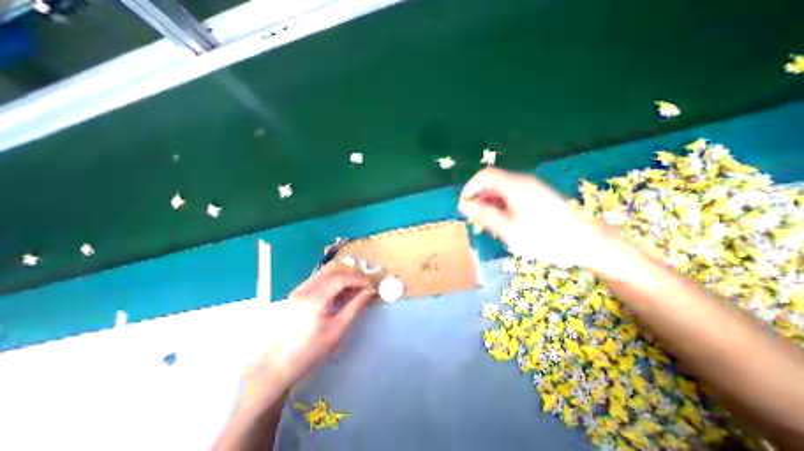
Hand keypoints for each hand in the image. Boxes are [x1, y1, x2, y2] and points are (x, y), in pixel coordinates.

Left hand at [244, 264, 374, 397]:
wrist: (276, 365)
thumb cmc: (309, 351)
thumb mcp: (336, 330)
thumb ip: (354, 308)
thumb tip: (368, 293)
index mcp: (314, 298)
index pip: (340, 278)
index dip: (357, 279)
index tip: (369, 285)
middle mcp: (304, 289)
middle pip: (331, 268)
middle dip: (350, 273)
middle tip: (361, 284)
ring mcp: (298, 290)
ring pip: (324, 272)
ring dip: (341, 276)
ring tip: (352, 289)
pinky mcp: (296, 294)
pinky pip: (318, 279)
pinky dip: (332, 281)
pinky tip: (338, 294)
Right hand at [459, 167, 617, 268]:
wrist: (588, 243)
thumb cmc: (545, 238)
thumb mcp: (509, 229)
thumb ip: (484, 215)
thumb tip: (464, 205)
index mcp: (515, 186)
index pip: (484, 176)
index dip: (470, 188)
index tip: (463, 206)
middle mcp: (522, 183)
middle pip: (492, 185)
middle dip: (480, 201)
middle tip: (476, 222)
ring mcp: (532, 190)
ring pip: (502, 193)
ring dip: (491, 207)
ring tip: (490, 228)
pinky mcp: (538, 198)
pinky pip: (512, 198)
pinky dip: (503, 209)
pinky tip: (504, 226)